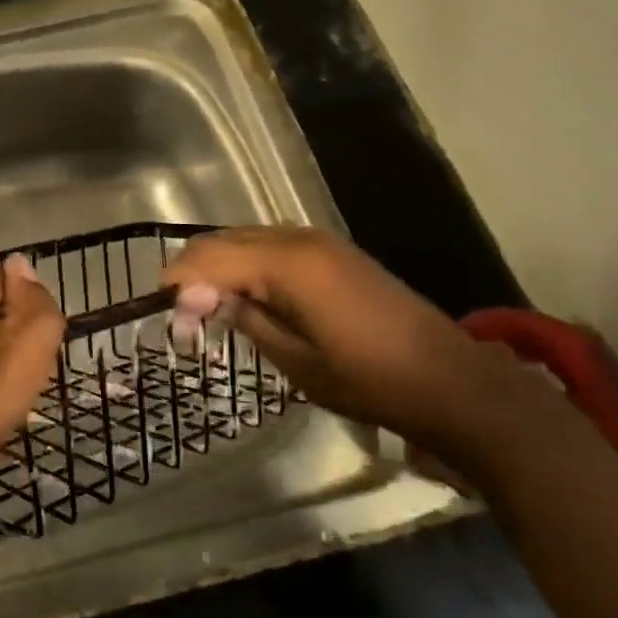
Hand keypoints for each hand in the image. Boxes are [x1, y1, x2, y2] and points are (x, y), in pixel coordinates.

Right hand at [163, 226, 565, 469]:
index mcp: (286, 264)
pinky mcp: (333, 251)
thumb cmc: (368, 379)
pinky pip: (270, 245)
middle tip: (183, 318)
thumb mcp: (296, 361)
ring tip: (209, 309)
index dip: (179, 285)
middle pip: (222, 240)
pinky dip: (247, 263)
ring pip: (245, 238)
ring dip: (219, 266)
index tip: (167, 320)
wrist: (449, 380)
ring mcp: (318, 241)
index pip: (208, 258)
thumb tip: (205, 300)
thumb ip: (246, 320)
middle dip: (193, 272)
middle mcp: (297, 238)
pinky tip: (247, 296)